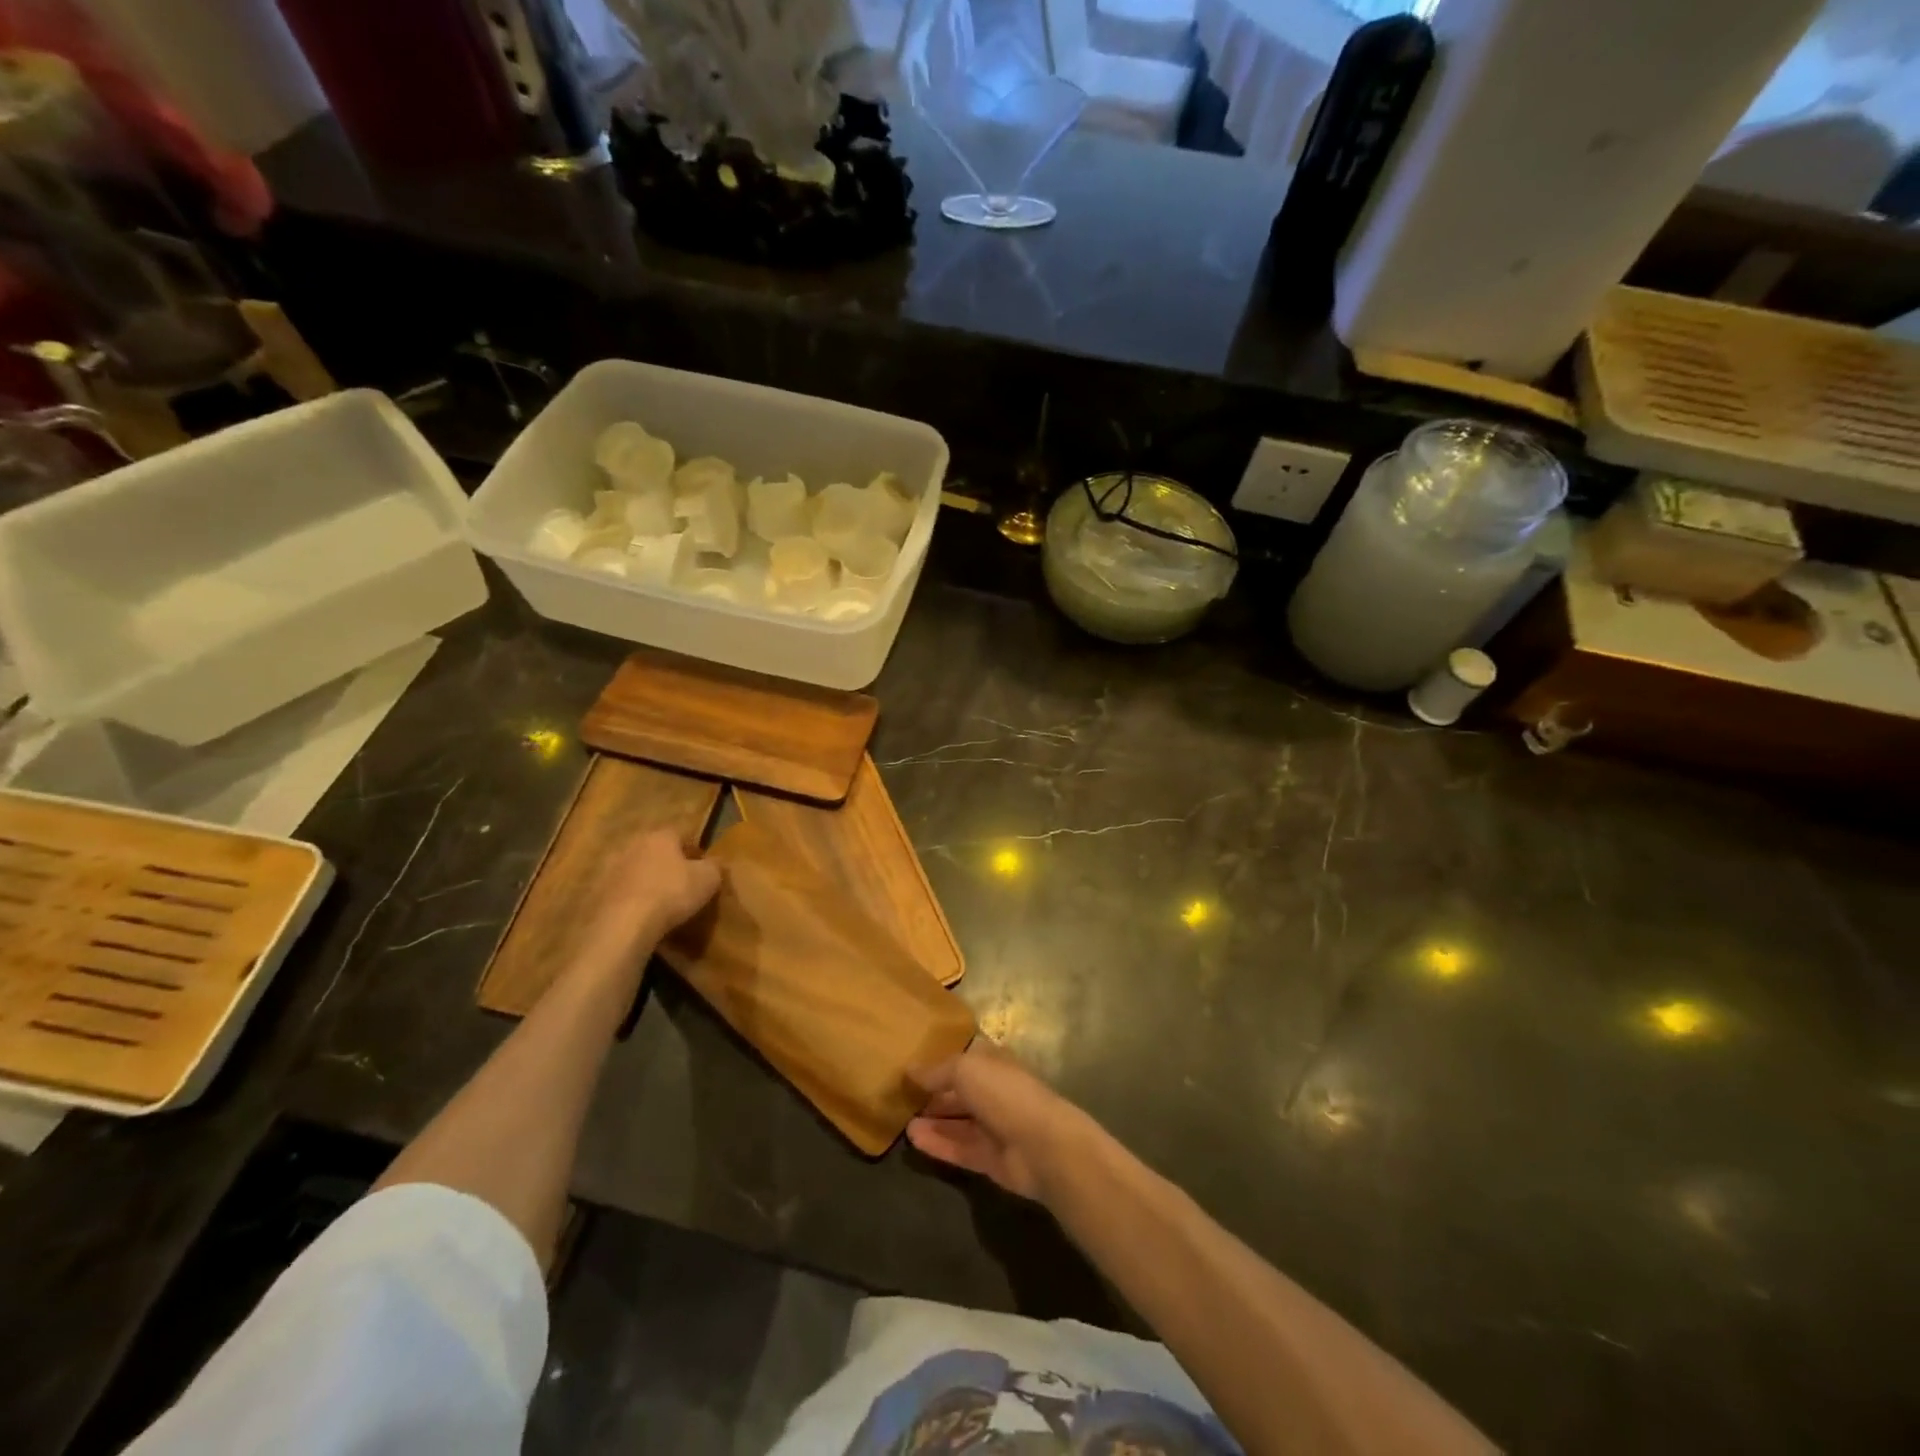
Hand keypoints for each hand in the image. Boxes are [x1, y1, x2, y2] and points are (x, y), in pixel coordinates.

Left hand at [580, 829, 720, 968]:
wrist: (624, 924)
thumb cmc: (672, 893)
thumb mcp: (708, 879)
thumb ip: (715, 866)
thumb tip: (716, 862)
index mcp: (661, 836)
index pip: (681, 834)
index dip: (694, 850)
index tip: (702, 868)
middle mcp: (633, 844)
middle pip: (655, 850)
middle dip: (667, 863)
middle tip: (681, 882)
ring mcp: (611, 868)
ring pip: (635, 869)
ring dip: (646, 879)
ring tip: (659, 900)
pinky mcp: (597, 892)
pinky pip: (620, 891)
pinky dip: (630, 898)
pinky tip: (640, 914)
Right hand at [907, 1040, 1090, 1201]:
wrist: (1043, 1146)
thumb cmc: (1005, 1093)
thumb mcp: (966, 1069)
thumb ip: (938, 1070)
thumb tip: (911, 1070)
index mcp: (994, 1063)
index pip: (965, 1057)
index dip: (941, 1058)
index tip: (912, 1061)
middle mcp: (995, 1092)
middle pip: (960, 1091)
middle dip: (934, 1093)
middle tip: (900, 1096)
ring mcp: (994, 1127)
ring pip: (958, 1122)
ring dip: (932, 1121)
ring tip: (901, 1120)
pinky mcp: (990, 1159)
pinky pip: (959, 1149)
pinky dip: (938, 1144)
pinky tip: (912, 1139)